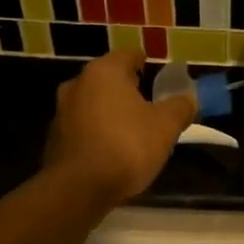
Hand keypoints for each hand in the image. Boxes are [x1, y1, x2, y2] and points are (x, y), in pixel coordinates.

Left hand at [43, 49, 195, 208]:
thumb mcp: (166, 126)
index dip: (147, 64)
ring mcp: (61, 111)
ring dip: (110, 111)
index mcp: (104, 71)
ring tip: (132, 130)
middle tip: (150, 105)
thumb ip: (180, 107)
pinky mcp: (54, 138)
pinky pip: (82, 127)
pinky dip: (97, 132)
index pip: (129, 55)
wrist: (79, 188)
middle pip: (109, 79)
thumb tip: (189, 98)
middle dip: (128, 89)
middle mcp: (78, 83)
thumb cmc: (127, 146)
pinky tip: (112, 150)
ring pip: (93, 103)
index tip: (159, 78)